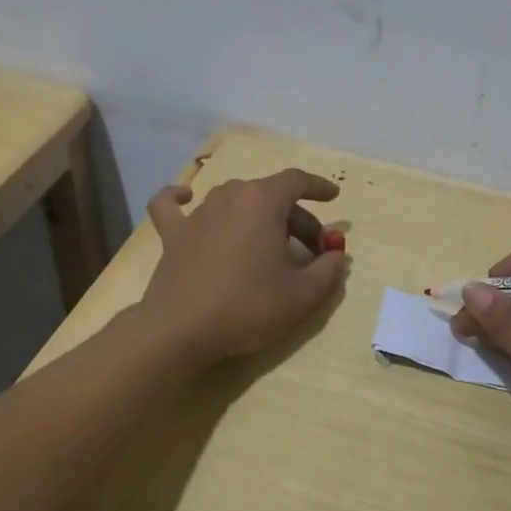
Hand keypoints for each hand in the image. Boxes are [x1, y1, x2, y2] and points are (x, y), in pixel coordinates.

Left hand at [140, 168, 349, 367]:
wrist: (181, 329)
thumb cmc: (248, 306)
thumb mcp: (303, 295)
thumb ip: (329, 270)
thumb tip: (337, 256)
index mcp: (263, 202)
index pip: (296, 181)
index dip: (318, 187)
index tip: (334, 197)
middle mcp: (229, 197)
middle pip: (270, 196)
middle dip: (297, 219)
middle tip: (312, 252)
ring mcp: (198, 214)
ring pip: (235, 202)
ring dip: (258, 217)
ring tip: (269, 244)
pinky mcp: (173, 235)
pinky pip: (173, 206)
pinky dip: (180, 198)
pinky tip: (185, 197)